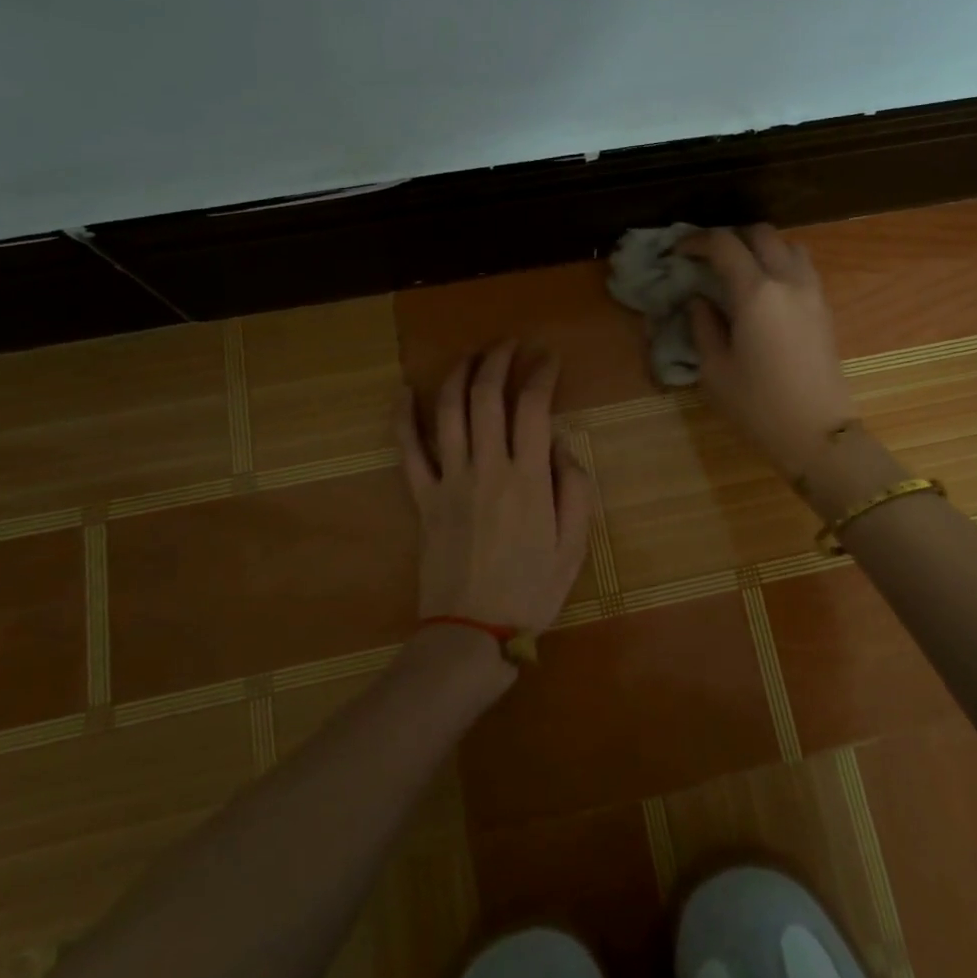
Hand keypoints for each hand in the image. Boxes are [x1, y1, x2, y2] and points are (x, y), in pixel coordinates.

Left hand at [394, 343, 593, 634]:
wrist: (473, 632)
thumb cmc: (531, 590)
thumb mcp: (574, 545)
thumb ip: (574, 489)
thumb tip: (559, 444)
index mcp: (527, 478)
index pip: (532, 407)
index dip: (540, 374)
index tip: (548, 358)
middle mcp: (486, 468)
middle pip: (486, 397)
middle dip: (497, 360)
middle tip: (509, 345)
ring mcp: (449, 480)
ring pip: (447, 412)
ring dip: (457, 375)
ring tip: (470, 355)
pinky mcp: (423, 498)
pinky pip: (408, 451)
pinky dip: (403, 418)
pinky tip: (403, 392)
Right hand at [683, 225, 857, 479]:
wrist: (818, 433)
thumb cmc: (758, 405)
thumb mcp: (715, 370)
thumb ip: (703, 326)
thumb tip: (698, 301)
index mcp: (756, 293)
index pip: (724, 244)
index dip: (696, 241)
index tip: (679, 252)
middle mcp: (788, 281)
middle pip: (760, 234)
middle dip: (731, 238)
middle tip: (708, 259)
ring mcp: (812, 292)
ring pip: (788, 245)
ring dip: (761, 248)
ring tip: (740, 271)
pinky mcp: (825, 308)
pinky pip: (802, 268)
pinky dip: (781, 264)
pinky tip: (764, 291)